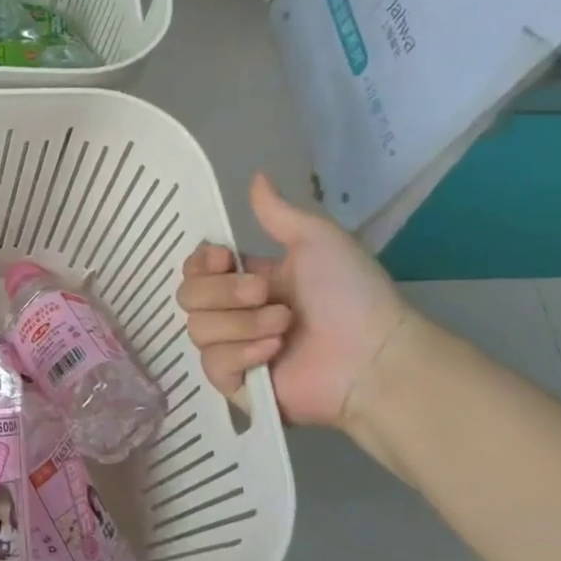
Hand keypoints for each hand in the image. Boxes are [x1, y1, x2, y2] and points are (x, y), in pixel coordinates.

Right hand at [179, 172, 407, 428]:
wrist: (372, 355)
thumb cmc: (350, 295)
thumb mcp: (316, 241)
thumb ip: (278, 212)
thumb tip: (256, 176)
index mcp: (245, 281)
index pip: (194, 269)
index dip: (201, 263)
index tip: (225, 259)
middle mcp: (232, 314)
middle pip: (188, 296)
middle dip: (226, 293)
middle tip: (268, 295)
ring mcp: (231, 350)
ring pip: (198, 329)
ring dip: (243, 324)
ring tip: (285, 328)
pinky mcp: (233, 385)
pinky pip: (212, 363)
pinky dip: (242, 354)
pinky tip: (273, 354)